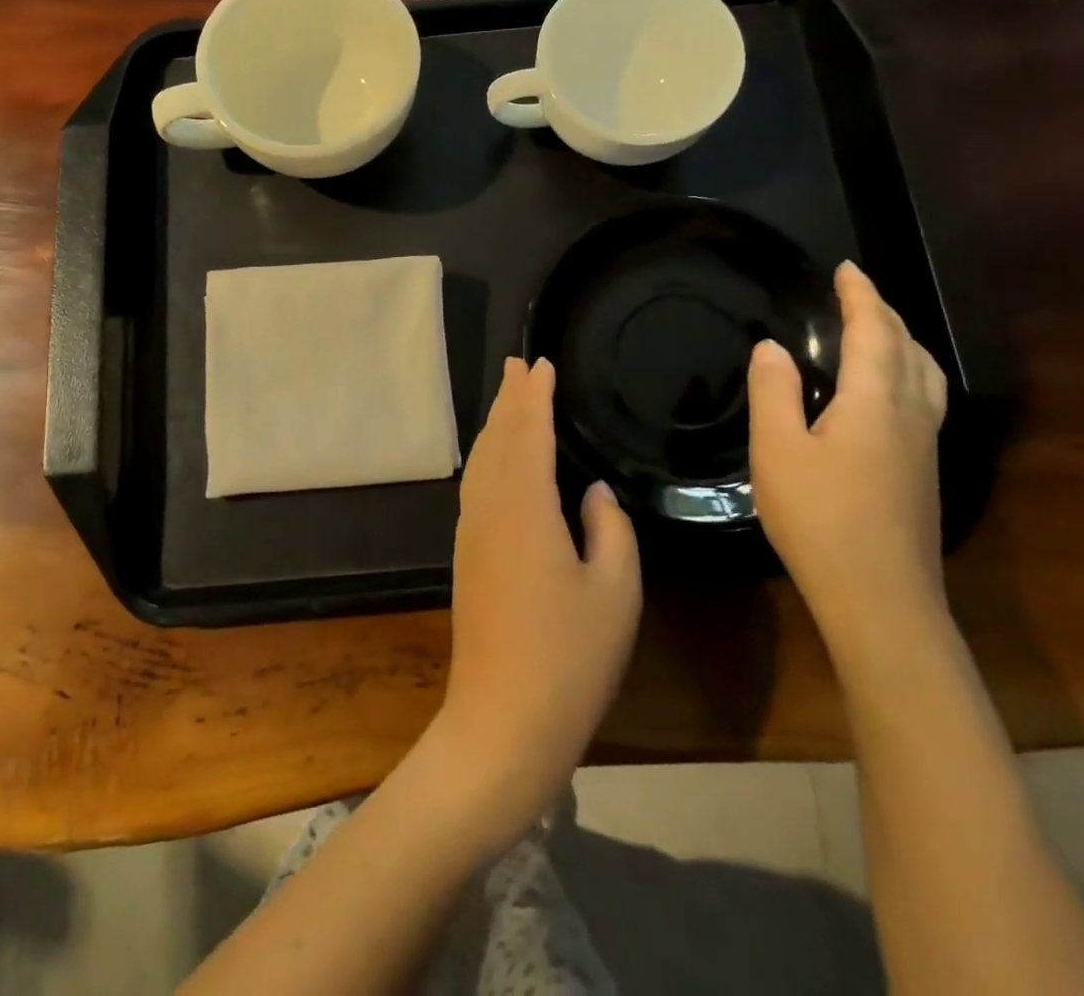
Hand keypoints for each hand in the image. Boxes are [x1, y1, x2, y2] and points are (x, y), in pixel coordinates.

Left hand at [434, 358, 641, 845]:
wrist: (502, 720)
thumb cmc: (569, 656)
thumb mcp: (615, 590)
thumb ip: (610, 527)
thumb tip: (591, 491)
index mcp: (525, 505)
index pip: (528, 432)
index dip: (534, 395)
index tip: (540, 363)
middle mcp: (489, 507)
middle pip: (497, 438)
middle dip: (509, 399)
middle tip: (517, 364)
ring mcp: (472, 531)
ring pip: (482, 460)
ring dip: (496, 424)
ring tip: (508, 398)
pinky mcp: (468, 554)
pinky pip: (477, 484)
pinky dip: (489, 456)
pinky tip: (497, 460)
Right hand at [748, 261, 947, 651]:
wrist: (879, 596)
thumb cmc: (819, 518)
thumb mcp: (777, 450)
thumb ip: (774, 392)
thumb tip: (773, 347)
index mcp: (875, 400)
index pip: (873, 331)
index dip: (860, 296)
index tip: (846, 268)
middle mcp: (911, 413)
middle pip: (907, 347)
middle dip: (883, 311)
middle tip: (856, 291)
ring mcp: (924, 444)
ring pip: (925, 373)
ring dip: (903, 340)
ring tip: (878, 328)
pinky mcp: (924, 470)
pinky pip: (924, 397)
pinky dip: (907, 369)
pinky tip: (888, 389)